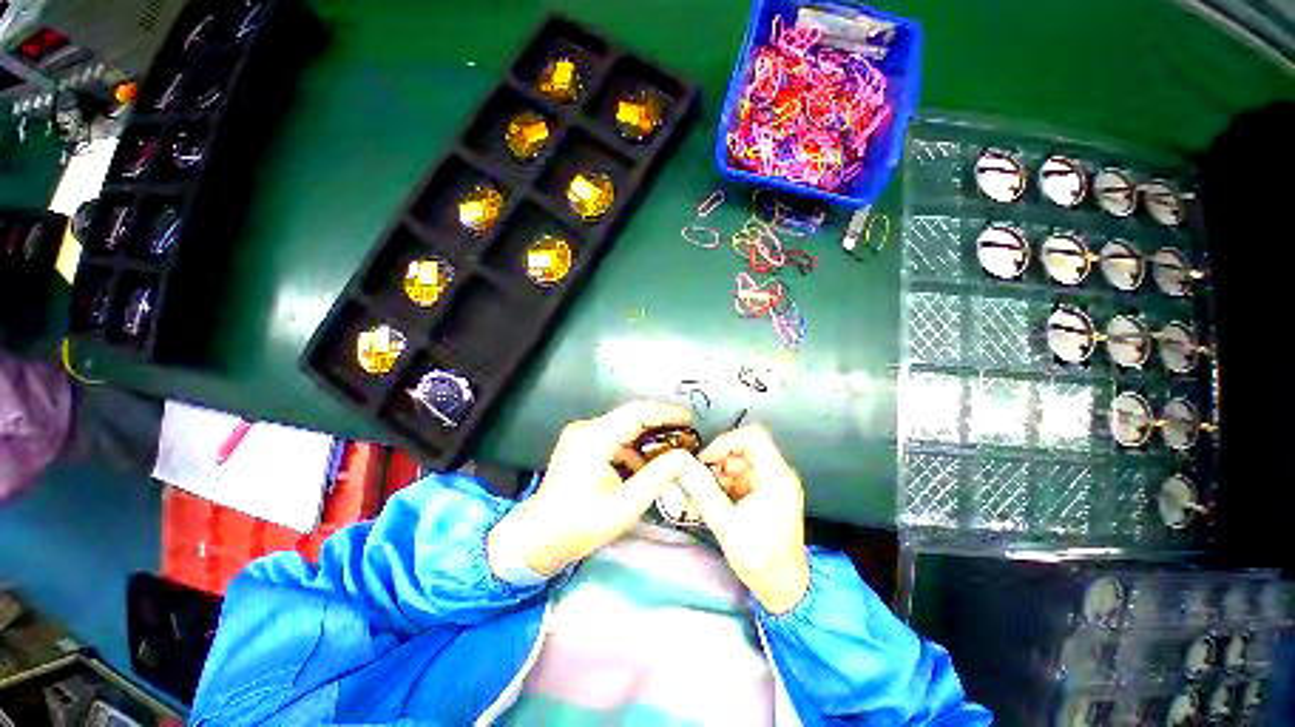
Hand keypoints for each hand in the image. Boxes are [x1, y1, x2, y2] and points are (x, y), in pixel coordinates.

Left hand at [489, 401, 700, 576]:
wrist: (537, 538)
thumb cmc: (579, 526)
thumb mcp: (624, 507)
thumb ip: (656, 478)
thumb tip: (684, 457)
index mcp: (594, 438)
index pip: (637, 413)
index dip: (666, 413)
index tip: (691, 420)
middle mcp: (586, 428)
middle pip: (631, 417)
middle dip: (660, 426)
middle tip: (686, 438)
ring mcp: (581, 433)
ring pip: (623, 426)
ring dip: (646, 439)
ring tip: (668, 456)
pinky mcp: (581, 442)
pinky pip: (614, 436)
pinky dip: (631, 448)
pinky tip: (642, 467)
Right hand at [677, 425, 808, 613]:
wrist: (784, 589)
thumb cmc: (760, 558)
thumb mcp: (726, 524)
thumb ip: (703, 492)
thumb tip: (682, 465)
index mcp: (777, 477)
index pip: (753, 437)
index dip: (726, 441)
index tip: (706, 459)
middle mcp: (778, 474)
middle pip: (744, 448)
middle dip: (719, 462)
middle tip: (702, 481)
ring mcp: (772, 484)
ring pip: (739, 462)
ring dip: (720, 475)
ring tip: (708, 497)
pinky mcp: (766, 493)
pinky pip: (741, 476)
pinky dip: (725, 485)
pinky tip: (716, 503)